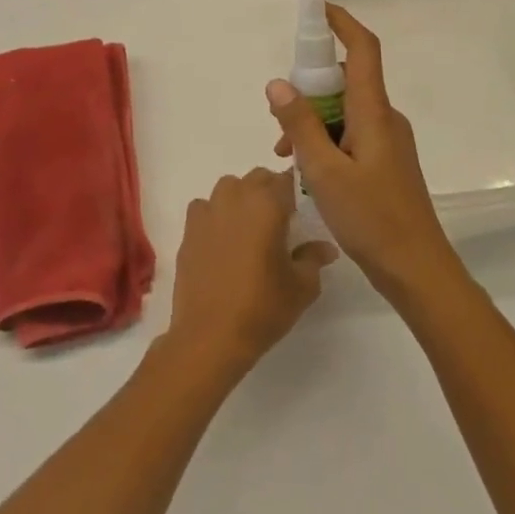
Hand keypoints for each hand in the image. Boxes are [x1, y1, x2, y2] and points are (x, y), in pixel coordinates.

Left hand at [167, 168, 337, 376]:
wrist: (210, 334)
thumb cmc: (263, 307)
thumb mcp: (301, 286)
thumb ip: (314, 258)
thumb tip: (325, 247)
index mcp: (267, 205)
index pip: (286, 180)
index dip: (295, 192)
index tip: (301, 210)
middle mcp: (236, 198)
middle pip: (257, 178)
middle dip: (270, 191)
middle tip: (279, 221)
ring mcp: (208, 212)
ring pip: (228, 187)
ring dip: (241, 198)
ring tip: (249, 227)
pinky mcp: (189, 230)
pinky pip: (204, 207)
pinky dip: (214, 214)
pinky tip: (221, 239)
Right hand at [268, 4, 460, 298]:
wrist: (416, 269)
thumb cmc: (371, 218)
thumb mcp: (324, 171)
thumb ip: (300, 124)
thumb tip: (277, 83)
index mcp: (374, 112)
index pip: (362, 50)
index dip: (341, 23)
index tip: (316, 9)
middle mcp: (385, 118)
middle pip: (346, 82)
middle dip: (309, 88)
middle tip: (277, 114)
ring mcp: (388, 141)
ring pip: (343, 113)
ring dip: (312, 123)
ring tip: (286, 154)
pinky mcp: (385, 162)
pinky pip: (350, 135)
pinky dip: (325, 142)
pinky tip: (305, 170)